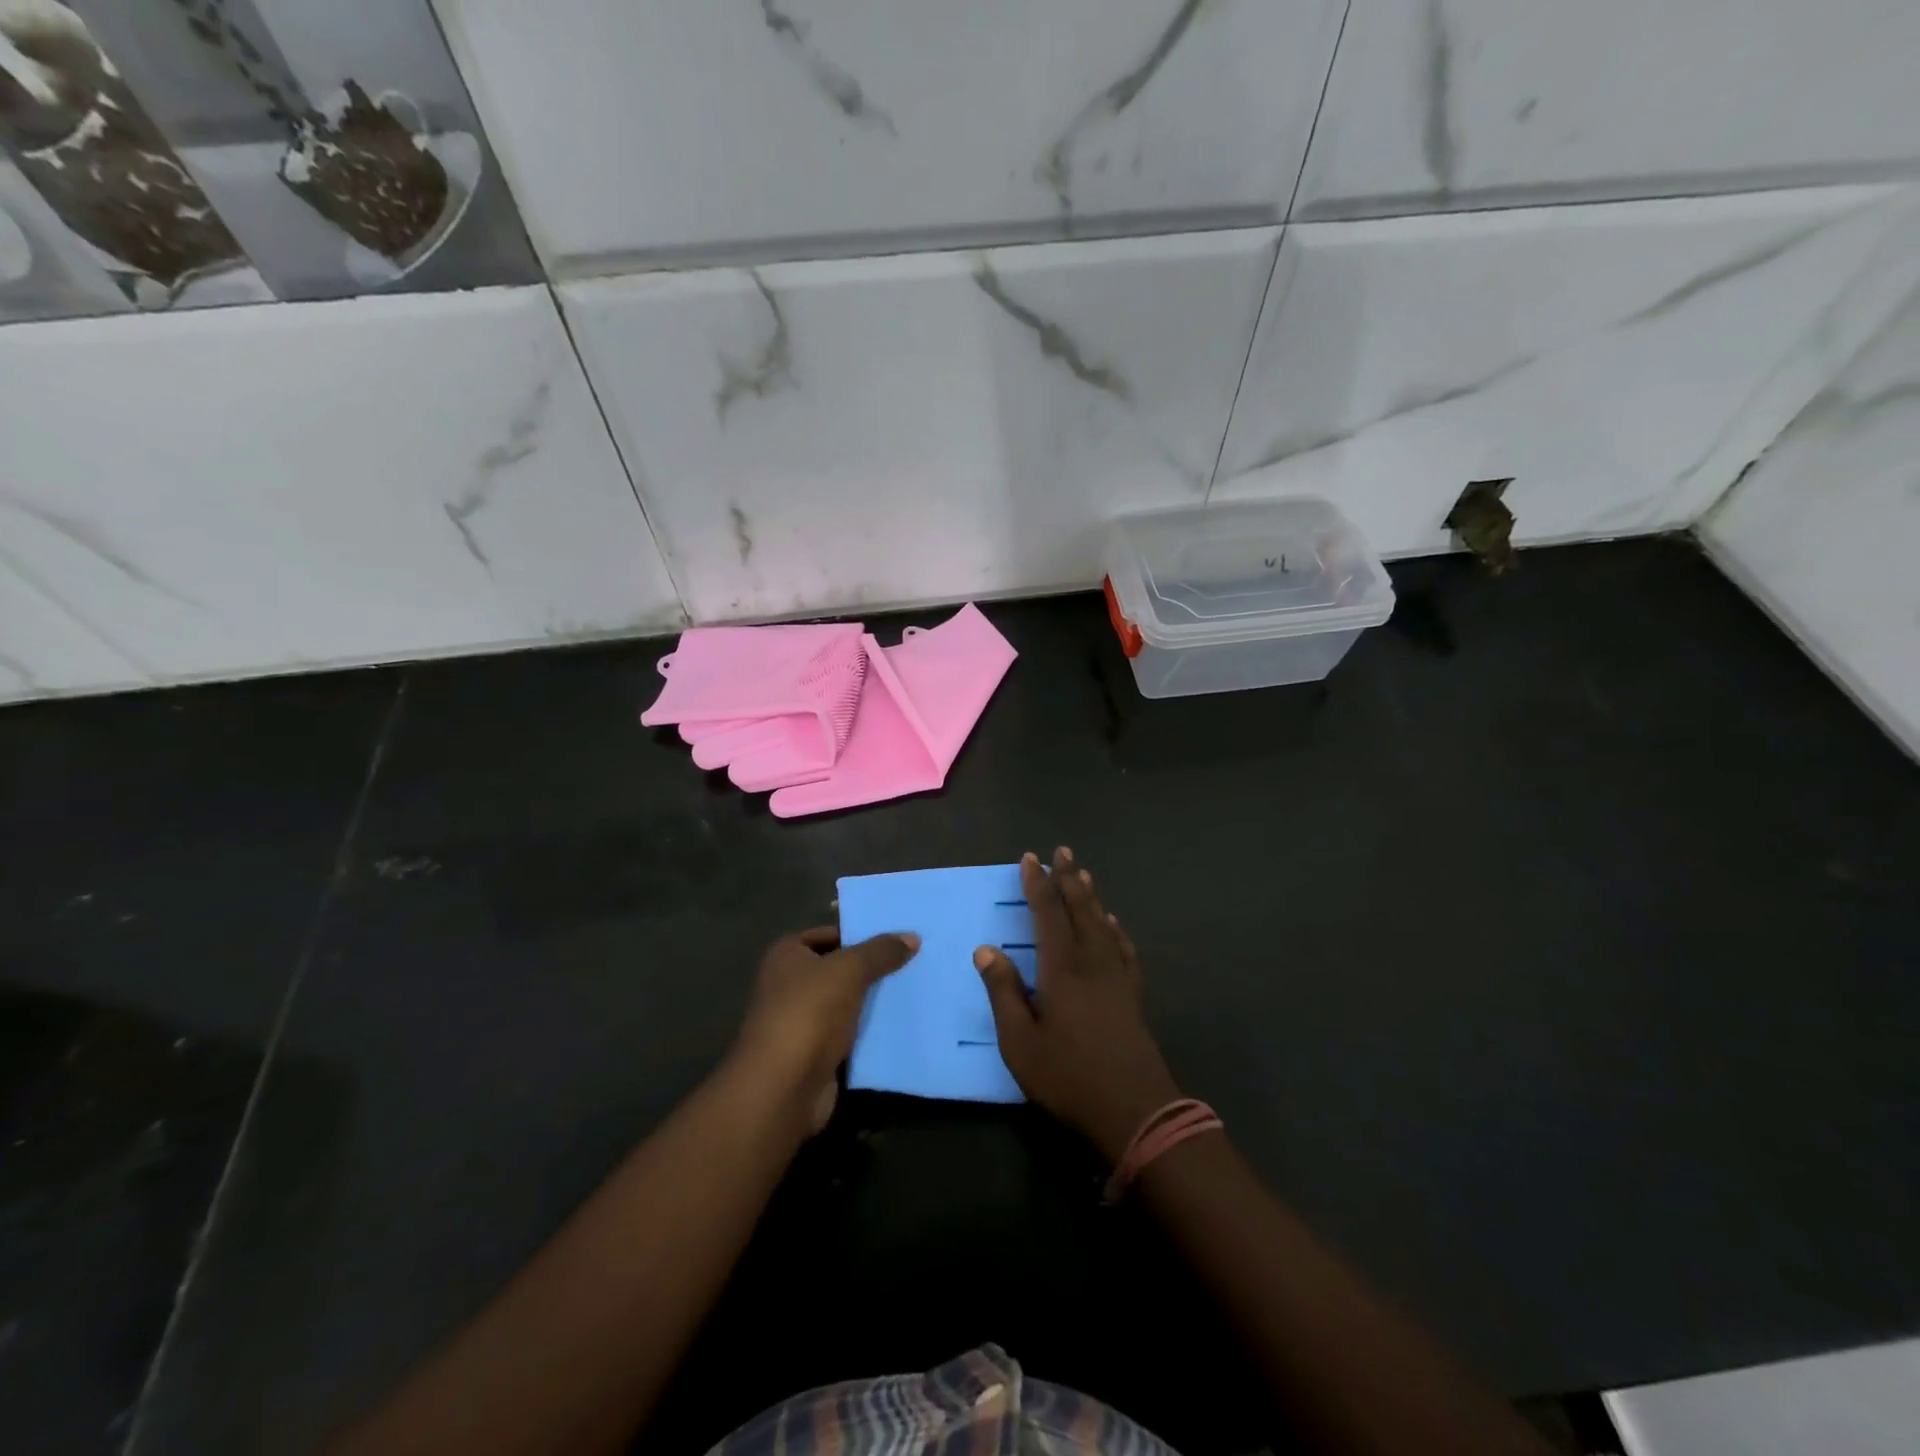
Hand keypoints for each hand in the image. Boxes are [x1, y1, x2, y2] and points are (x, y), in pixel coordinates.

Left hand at [732, 926, 919, 1133]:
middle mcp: (788, 984)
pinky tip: (899, 1025)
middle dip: (869, 968)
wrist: (783, 1088)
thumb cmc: (809, 1013)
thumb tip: (912, 937)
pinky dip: (868, 1031)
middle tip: (911, 962)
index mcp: (786, 955)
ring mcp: (799, 1021)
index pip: (827, 934)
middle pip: (837, 969)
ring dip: (871, 1001)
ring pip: (845, 1003)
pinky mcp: (813, 1054)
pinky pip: (848, 1034)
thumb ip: (880, 952)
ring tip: (912, 990)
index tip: (895, 938)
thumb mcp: (850, 971)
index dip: (858, 934)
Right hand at [974, 849, 1181, 1161]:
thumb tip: (985, 949)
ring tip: (1084, 875)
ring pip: (1103, 923)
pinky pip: (1123, 948)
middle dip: (1068, 878)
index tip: (1031, 859)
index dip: (1038, 884)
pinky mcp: (1133, 994)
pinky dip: (1115, 928)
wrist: (1135, 1109)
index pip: (1048, 914)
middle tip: (1062, 851)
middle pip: (1080, 909)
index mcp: (1062, 968)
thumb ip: (1003, 991)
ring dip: (1091, 897)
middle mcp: (1092, 961)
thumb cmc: (1068, 1076)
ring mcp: (1117, 976)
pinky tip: (1113, 924)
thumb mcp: (1020, 1041)